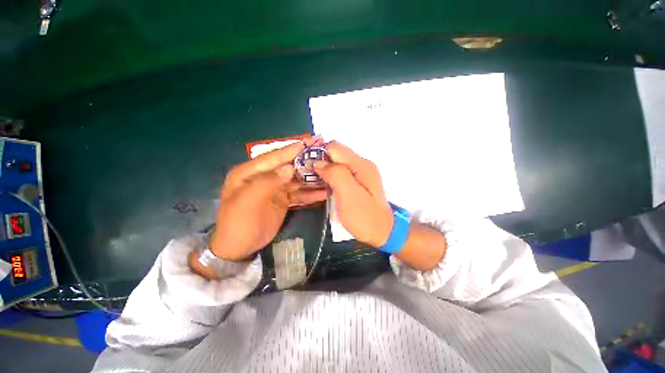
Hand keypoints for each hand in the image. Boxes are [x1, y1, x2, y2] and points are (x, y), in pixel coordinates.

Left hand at [210, 137, 326, 260]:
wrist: (238, 248)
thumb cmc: (238, 224)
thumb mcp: (247, 202)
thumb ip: (268, 182)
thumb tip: (290, 167)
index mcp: (250, 172)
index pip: (274, 157)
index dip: (293, 149)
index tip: (311, 141)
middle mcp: (264, 177)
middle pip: (289, 167)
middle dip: (307, 162)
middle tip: (326, 156)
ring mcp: (275, 189)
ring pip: (297, 180)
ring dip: (312, 178)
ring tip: (330, 174)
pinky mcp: (283, 200)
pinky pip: (299, 194)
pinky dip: (311, 193)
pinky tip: (324, 192)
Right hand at [314, 141, 393, 247]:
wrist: (382, 232)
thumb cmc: (365, 217)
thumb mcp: (349, 195)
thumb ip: (335, 174)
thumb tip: (318, 163)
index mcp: (361, 165)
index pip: (334, 147)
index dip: (318, 154)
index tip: (307, 167)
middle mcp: (362, 165)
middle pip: (335, 154)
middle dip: (320, 162)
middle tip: (308, 176)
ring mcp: (361, 173)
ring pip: (337, 163)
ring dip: (324, 170)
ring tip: (314, 182)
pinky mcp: (358, 182)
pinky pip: (341, 172)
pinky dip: (330, 176)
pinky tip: (325, 186)